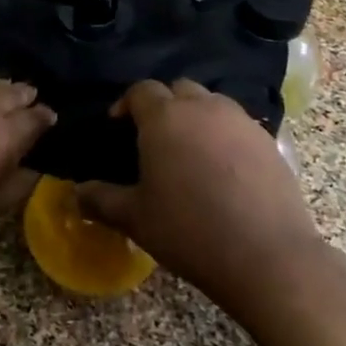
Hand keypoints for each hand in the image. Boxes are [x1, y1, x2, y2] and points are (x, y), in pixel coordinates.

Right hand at [77, 80, 322, 311]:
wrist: (267, 256)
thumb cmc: (189, 231)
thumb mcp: (135, 218)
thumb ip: (100, 199)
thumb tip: (76, 193)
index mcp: (165, 118)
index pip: (141, 90)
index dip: (125, 104)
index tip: (117, 126)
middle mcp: (204, 108)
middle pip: (179, 89)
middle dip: (163, 105)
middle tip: (153, 137)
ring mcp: (241, 122)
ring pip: (212, 103)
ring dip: (196, 116)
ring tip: (189, 151)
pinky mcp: (270, 141)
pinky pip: (238, 125)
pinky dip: (224, 135)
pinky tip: (222, 169)